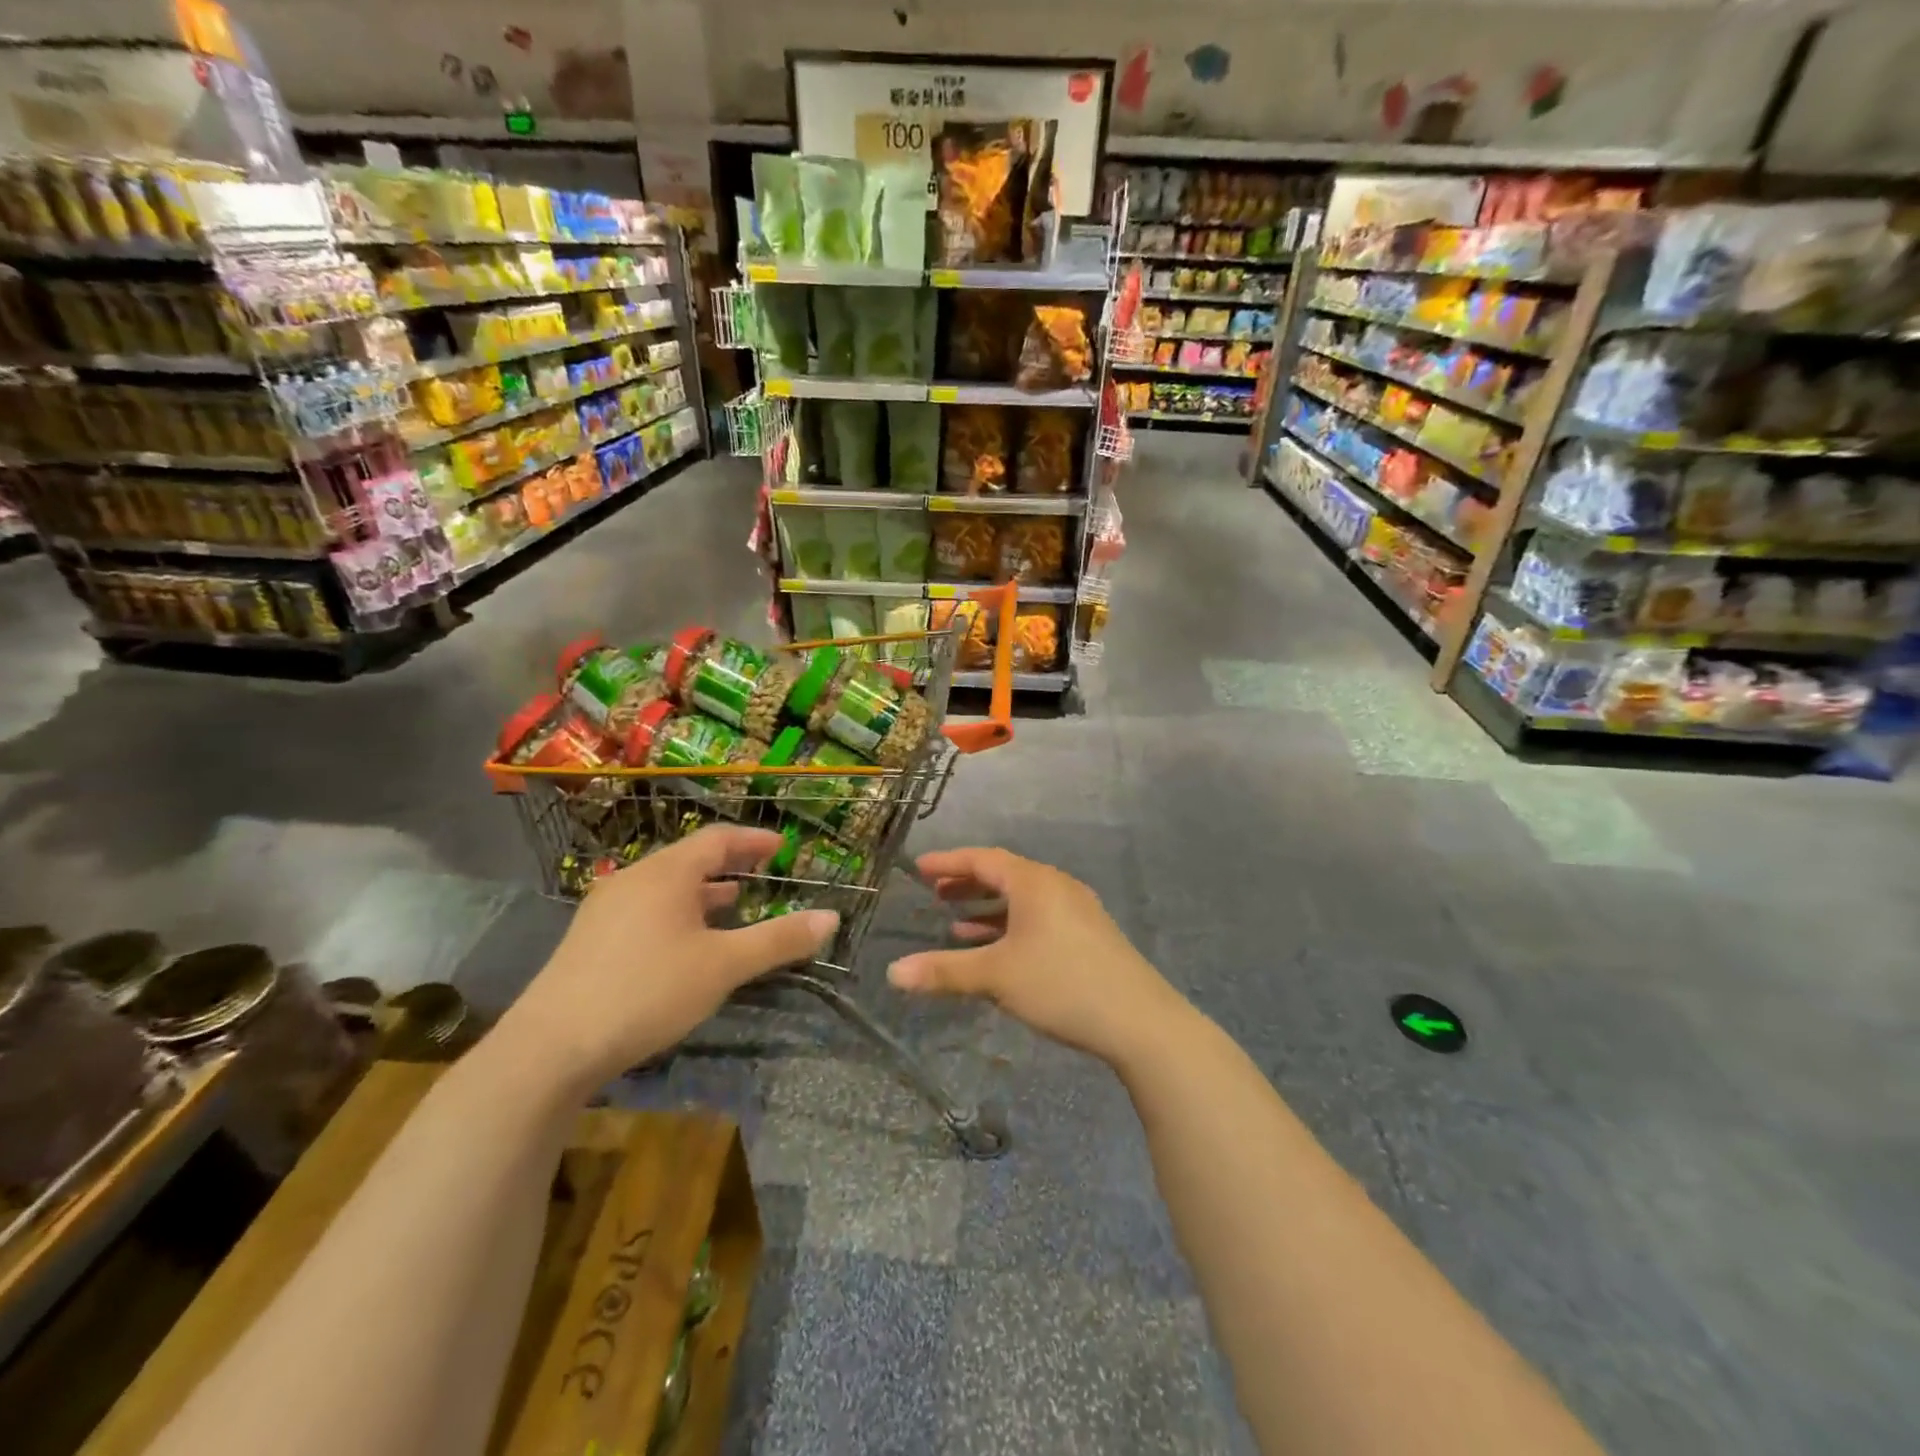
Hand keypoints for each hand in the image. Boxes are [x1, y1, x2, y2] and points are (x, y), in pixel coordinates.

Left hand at [499, 825, 837, 1092]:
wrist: (550, 1046)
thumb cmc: (647, 991)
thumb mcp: (723, 966)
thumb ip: (778, 940)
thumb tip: (832, 918)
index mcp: (667, 874)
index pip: (718, 839)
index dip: (753, 840)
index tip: (781, 847)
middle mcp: (634, 879)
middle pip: (690, 859)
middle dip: (729, 864)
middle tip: (762, 873)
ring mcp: (606, 908)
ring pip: (666, 886)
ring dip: (703, 891)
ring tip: (732, 904)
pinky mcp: (590, 939)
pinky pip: (646, 908)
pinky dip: (678, 911)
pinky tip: (685, 942)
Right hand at [887, 847, 1184, 1066]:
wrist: (1139, 1020)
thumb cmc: (1061, 984)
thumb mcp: (996, 976)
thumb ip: (944, 971)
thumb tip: (892, 973)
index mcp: (1034, 882)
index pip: (983, 859)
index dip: (949, 862)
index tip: (920, 867)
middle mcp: (1057, 886)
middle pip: (1004, 875)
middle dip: (968, 884)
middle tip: (935, 893)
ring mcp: (1077, 910)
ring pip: (1023, 900)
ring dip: (989, 909)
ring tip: (957, 924)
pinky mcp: (1089, 935)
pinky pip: (1039, 918)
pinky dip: (1012, 927)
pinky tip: (999, 951)